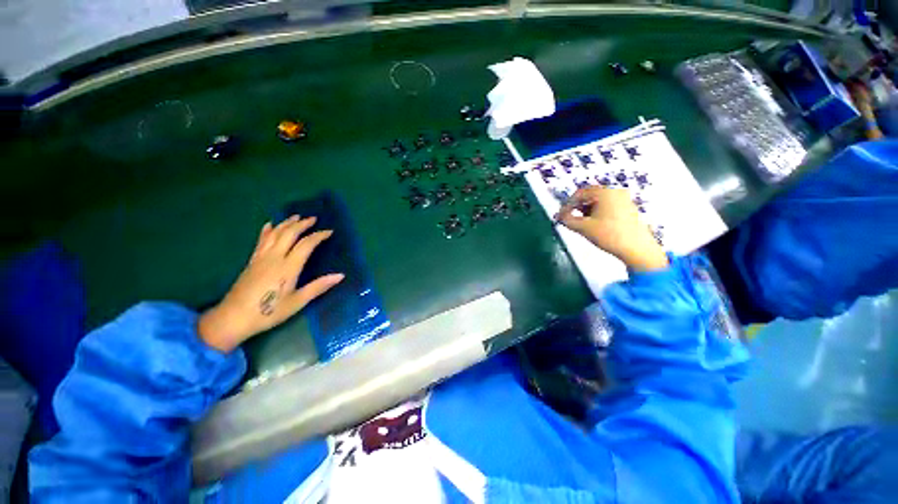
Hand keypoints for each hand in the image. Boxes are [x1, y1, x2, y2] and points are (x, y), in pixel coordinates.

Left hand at [198, 216, 344, 352]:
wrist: (233, 318)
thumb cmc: (269, 312)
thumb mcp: (298, 302)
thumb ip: (318, 286)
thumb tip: (340, 275)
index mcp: (288, 267)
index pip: (306, 244)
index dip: (318, 236)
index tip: (329, 231)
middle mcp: (274, 257)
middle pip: (289, 233)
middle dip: (302, 224)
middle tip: (313, 219)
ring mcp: (261, 257)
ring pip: (274, 233)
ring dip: (286, 223)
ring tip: (296, 216)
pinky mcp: (252, 260)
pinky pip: (261, 240)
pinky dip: (268, 230)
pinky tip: (271, 225)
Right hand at [555, 187, 667, 271]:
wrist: (637, 249)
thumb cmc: (609, 235)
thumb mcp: (583, 228)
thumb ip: (567, 220)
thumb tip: (560, 216)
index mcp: (605, 193)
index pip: (580, 193)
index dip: (567, 204)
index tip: (560, 216)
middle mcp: (616, 192)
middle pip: (590, 195)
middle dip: (576, 206)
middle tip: (568, 218)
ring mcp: (624, 200)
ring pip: (598, 201)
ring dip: (586, 210)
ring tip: (580, 223)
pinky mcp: (628, 209)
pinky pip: (607, 206)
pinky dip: (596, 213)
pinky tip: (593, 224)